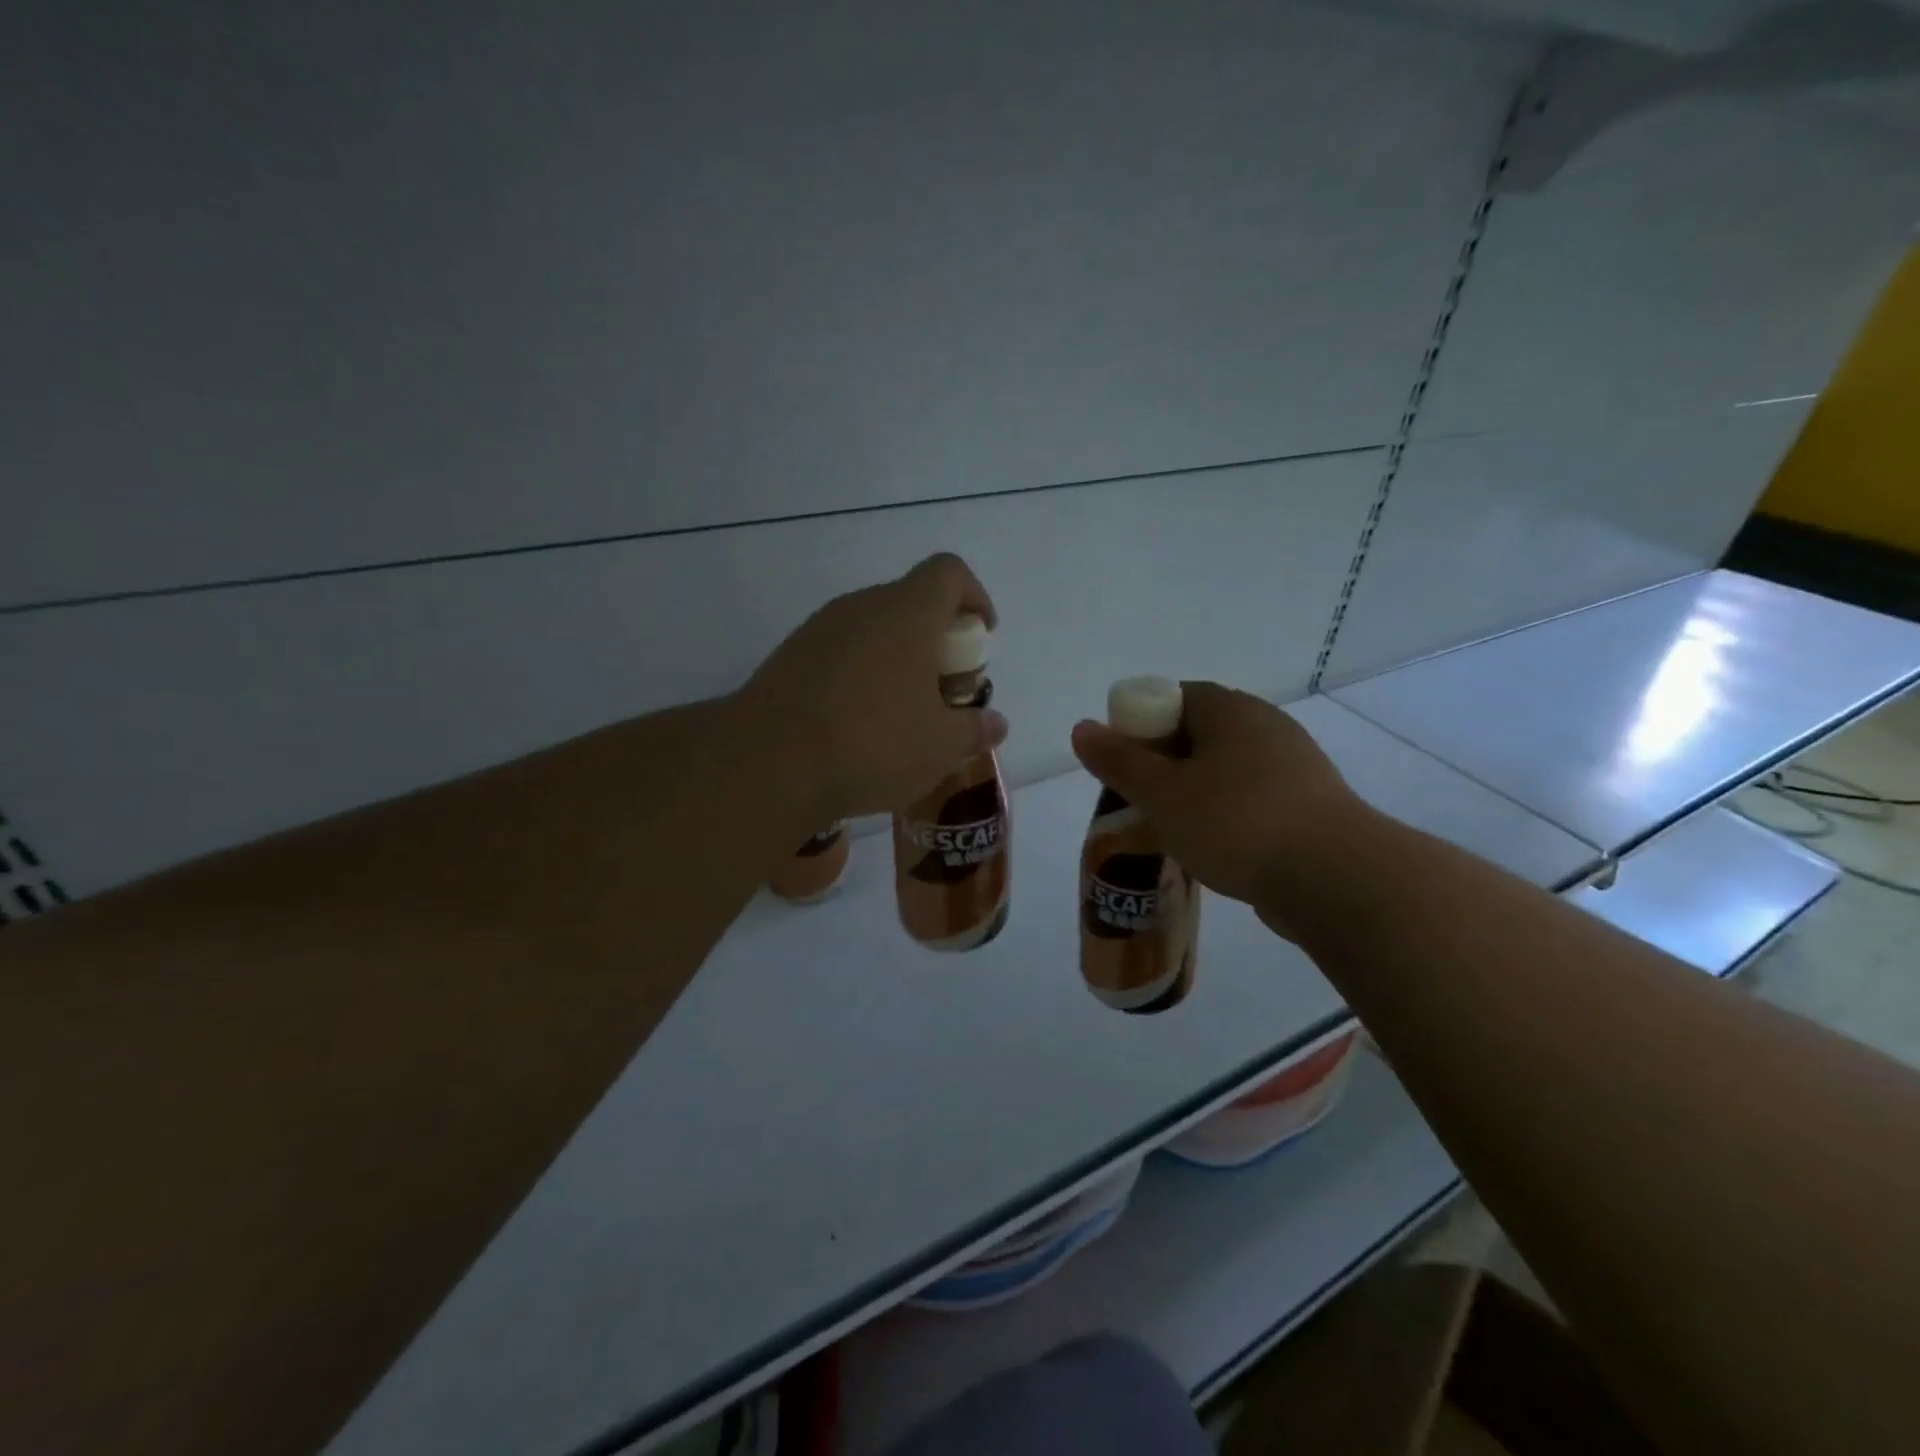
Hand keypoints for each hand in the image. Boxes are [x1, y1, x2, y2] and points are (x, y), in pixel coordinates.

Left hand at [741, 553, 1009, 821]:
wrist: (768, 763)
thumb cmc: (871, 743)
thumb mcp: (939, 747)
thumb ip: (974, 730)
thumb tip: (994, 724)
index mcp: (906, 613)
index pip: (949, 572)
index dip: (974, 596)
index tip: (981, 636)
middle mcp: (861, 607)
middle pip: (911, 602)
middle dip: (937, 640)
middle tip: (944, 690)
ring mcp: (819, 629)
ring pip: (873, 629)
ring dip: (897, 659)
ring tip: (903, 713)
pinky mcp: (789, 657)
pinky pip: (840, 653)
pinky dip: (861, 675)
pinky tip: (858, 724)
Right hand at [1070, 682, 1372, 938]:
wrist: (1335, 878)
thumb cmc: (1236, 823)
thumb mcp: (1162, 793)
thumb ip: (1120, 761)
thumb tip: (1082, 727)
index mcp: (1230, 710)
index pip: (1173, 697)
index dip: (1139, 725)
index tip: (1123, 762)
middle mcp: (1266, 725)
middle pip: (1199, 732)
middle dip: (1165, 762)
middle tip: (1140, 798)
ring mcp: (1295, 765)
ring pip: (1227, 768)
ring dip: (1196, 790)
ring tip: (1172, 827)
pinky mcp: (1311, 804)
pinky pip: (1253, 796)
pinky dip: (1228, 812)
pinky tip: (1216, 845)